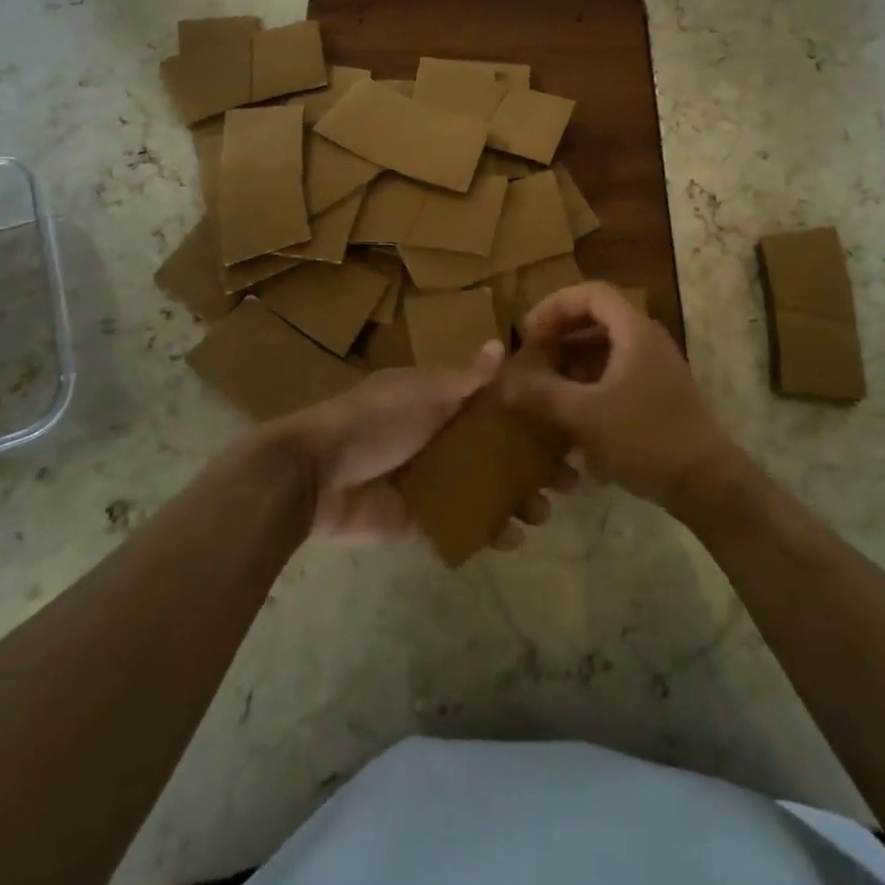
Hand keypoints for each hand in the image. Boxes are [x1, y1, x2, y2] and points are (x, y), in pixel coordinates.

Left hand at [270, 343, 563, 544]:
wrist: (314, 476)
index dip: (530, 416)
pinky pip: (461, 522)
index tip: (566, 428)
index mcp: (439, 401)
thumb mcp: (419, 393)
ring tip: (543, 513)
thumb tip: (501, 345)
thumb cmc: (371, 422)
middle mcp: (440, 437)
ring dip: (516, 499)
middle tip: (569, 481)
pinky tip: (513, 539)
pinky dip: (487, 530)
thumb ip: (462, 379)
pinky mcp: (419, 517)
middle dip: (531, 464)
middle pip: (496, 449)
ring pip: (485, 488)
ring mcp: (431, 479)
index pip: (495, 405)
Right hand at [509, 282, 741, 513]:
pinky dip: (587, 382)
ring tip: (542, 385)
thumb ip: (541, 393)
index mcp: (634, 330)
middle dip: (559, 334)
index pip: (590, 293)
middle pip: (596, 318)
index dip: (554, 306)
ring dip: (571, 360)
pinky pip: (614, 373)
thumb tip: (500, 379)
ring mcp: (654, 368)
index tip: (527, 333)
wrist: (707, 484)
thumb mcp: (585, 415)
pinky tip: (568, 412)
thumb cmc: (646, 438)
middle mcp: (646, 340)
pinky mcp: (655, 394)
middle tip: (531, 359)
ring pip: (604, 348)